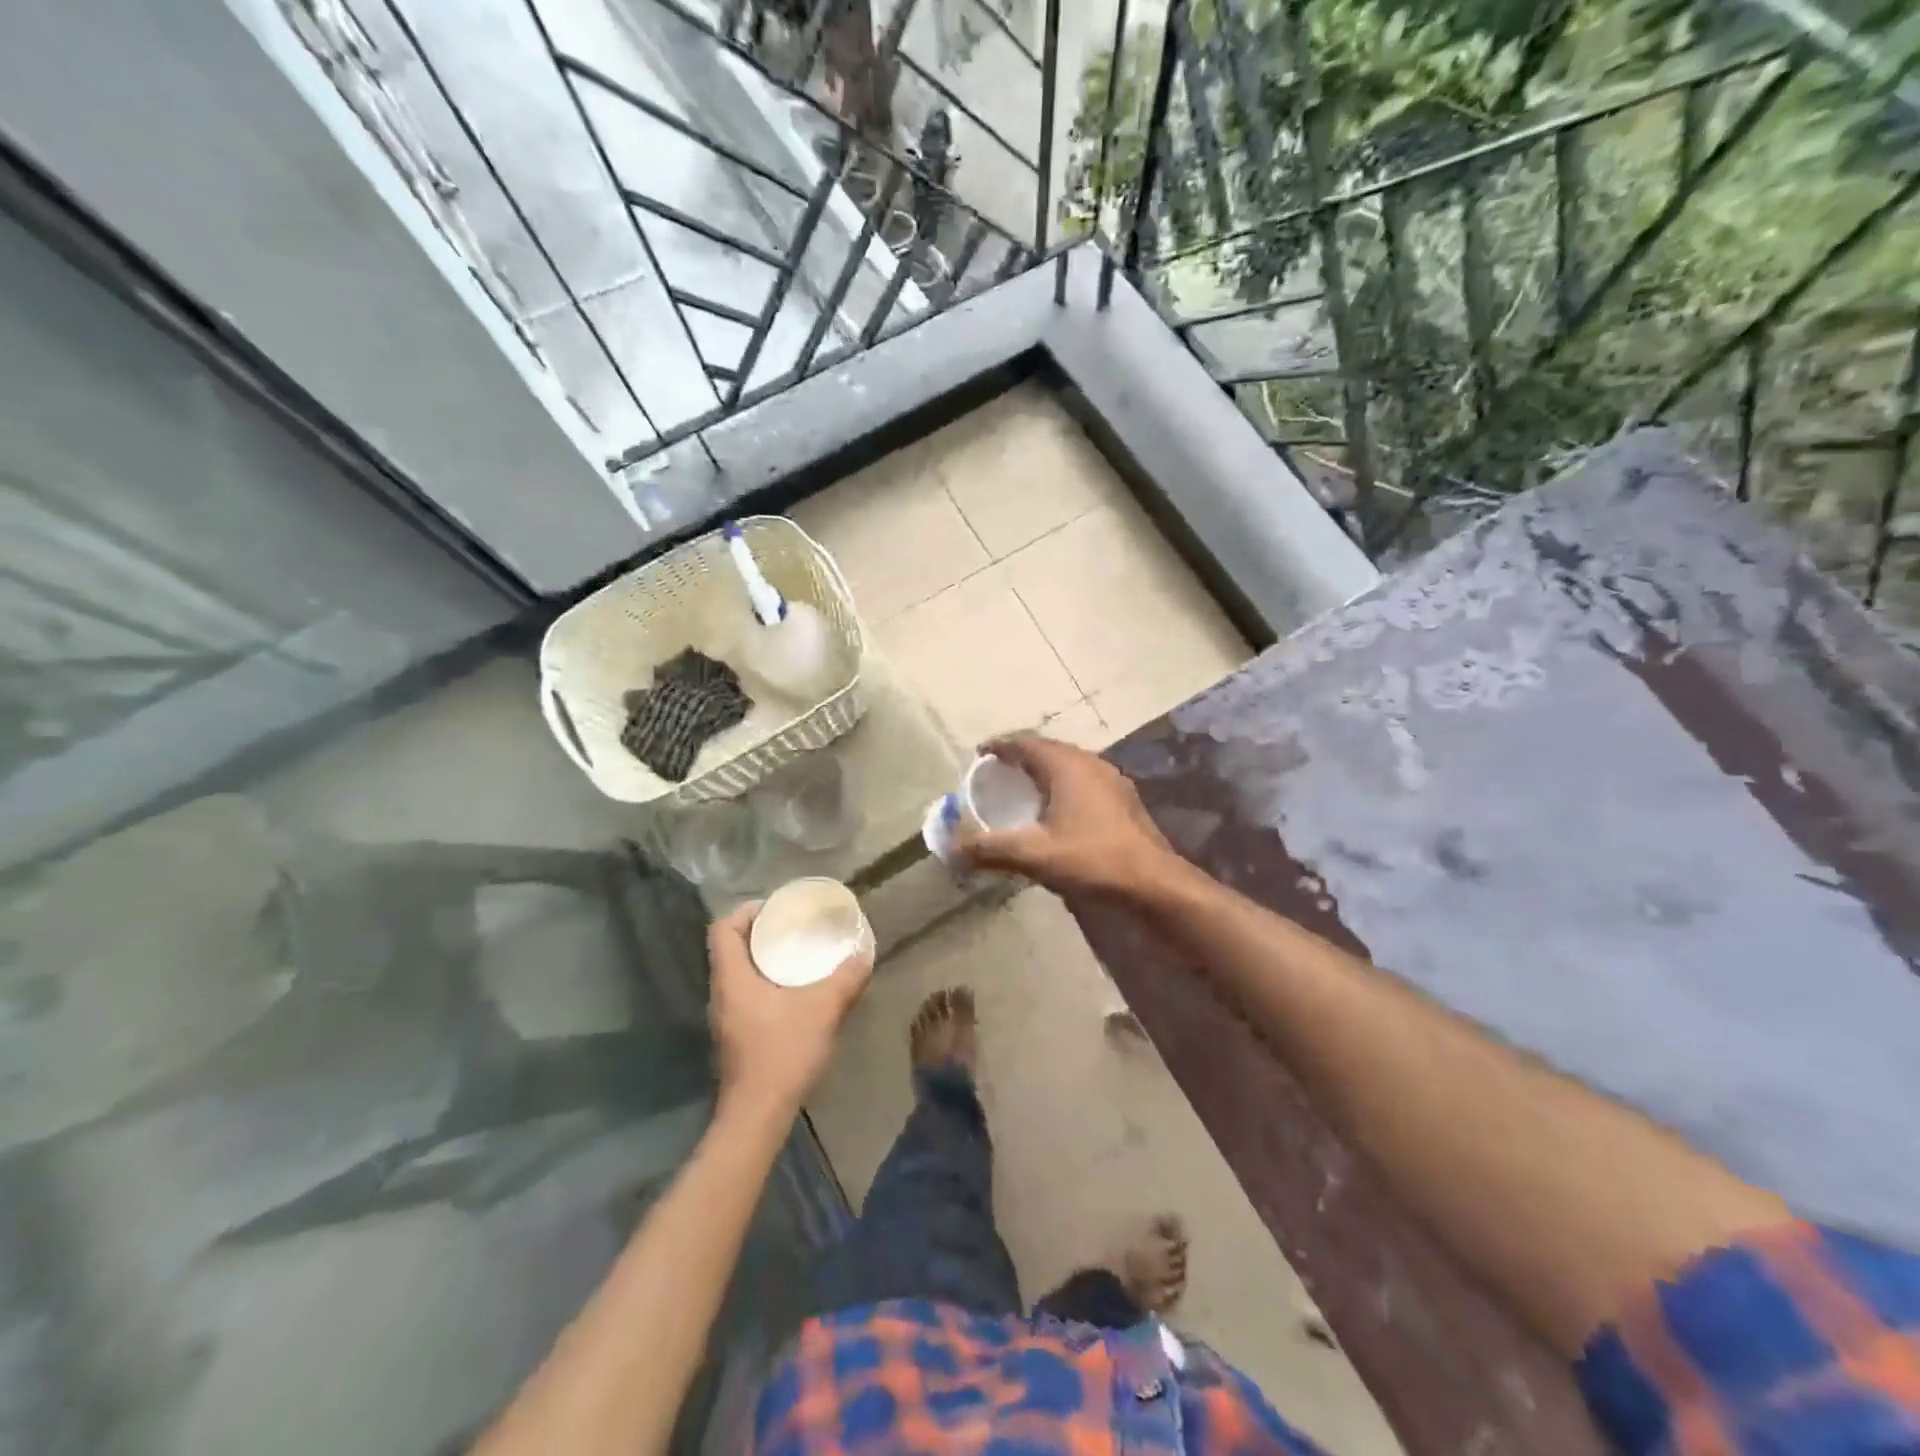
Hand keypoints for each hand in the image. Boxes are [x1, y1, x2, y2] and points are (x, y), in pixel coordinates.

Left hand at [707, 901, 871, 1119]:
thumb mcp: (822, 1010)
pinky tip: (795, 993)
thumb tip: (863, 955)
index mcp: (732, 978)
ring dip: (763, 960)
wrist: (757, 1116)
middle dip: (759, 933)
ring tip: (797, 955)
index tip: (774, 909)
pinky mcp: (736, 1036)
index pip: (722, 929)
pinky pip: (746, 995)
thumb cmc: (782, 1053)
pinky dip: (766, 983)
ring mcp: (726, 1017)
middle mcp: (722, 993)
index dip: (744, 912)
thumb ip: (845, 979)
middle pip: (730, 949)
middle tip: (793, 927)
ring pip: (738, 974)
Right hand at [955, 733, 1177, 899]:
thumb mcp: (1034, 855)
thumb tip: (953, 849)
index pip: (1025, 742)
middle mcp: (1090, 763)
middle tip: (997, 772)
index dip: (1000, 745)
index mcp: (1067, 765)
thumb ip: (990, 849)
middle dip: (1020, 757)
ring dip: (1043, 772)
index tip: (980, 754)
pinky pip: (1083, 781)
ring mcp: (1111, 780)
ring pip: (1068, 765)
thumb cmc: (1092, 859)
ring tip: (1023, 789)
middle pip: (1047, 750)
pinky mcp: (1124, 800)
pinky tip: (1058, 810)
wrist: (1154, 883)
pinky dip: (1062, 786)